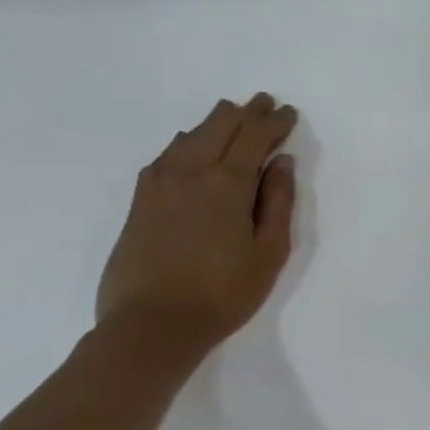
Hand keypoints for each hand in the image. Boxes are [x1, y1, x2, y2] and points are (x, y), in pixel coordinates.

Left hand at [96, 94, 299, 355]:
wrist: (152, 325)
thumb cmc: (224, 293)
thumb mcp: (269, 252)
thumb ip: (277, 202)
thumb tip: (280, 162)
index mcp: (226, 184)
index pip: (254, 137)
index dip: (274, 121)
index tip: (289, 112)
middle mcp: (189, 172)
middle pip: (219, 126)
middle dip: (246, 112)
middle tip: (264, 104)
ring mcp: (158, 183)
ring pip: (191, 135)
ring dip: (216, 123)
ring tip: (233, 117)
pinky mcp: (140, 199)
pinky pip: (167, 154)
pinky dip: (189, 141)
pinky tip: (193, 144)